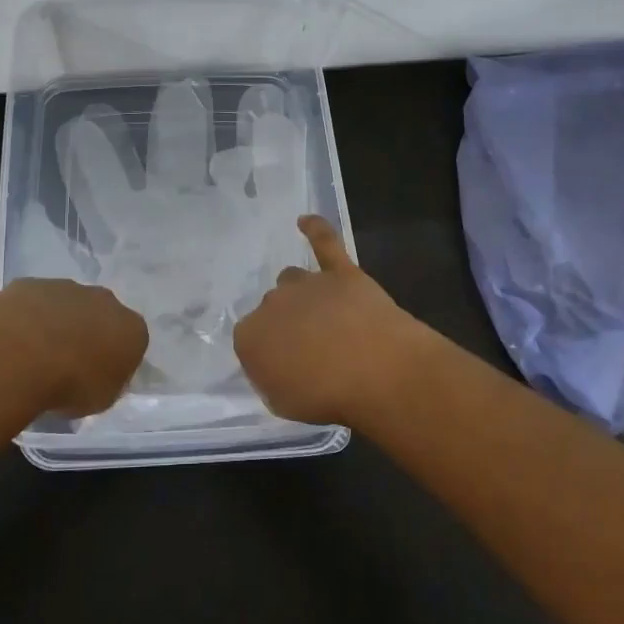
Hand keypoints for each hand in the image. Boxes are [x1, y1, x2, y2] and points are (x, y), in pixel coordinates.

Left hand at [0, 279, 147, 416]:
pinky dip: (28, 317)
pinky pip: (34, 301)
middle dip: (89, 333)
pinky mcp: (32, 284)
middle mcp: (105, 300)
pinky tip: (14, 340)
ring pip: (67, 304)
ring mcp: (67, 287)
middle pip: (102, 315)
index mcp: (131, 328)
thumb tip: (98, 375)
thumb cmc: (71, 384)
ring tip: (36, 355)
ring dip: (57, 323)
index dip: (115, 359)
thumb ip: (107, 381)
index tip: (97, 377)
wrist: (23, 355)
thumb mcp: (102, 398)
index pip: (132, 341)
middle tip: (68, 363)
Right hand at [233, 216, 425, 426]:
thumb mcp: (283, 402)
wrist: (374, 370)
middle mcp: (271, 303)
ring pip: (293, 280)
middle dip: (287, 325)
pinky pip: (325, 242)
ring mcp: (307, 283)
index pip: (249, 339)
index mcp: (249, 336)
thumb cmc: (325, 397)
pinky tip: (306, 221)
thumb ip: (271, 378)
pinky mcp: (341, 272)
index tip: (287, 369)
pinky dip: (316, 230)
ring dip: (302, 295)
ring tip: (322, 317)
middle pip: (273, 308)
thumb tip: (276, 363)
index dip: (269, 354)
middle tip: (311, 350)